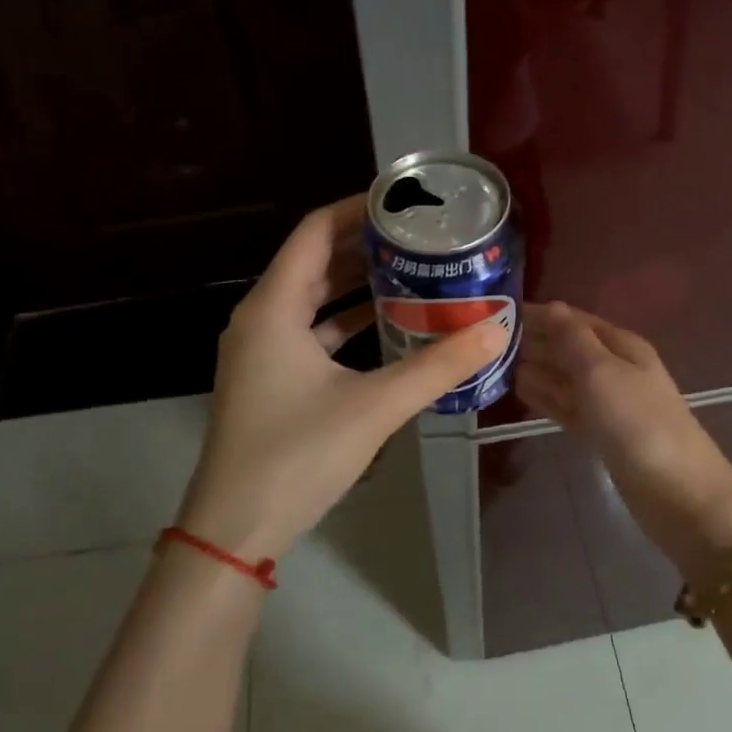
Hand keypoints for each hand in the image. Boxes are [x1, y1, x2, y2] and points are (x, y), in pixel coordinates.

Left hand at [178, 195, 506, 561]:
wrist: (235, 529)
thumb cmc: (296, 456)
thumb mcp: (374, 407)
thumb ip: (437, 366)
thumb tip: (496, 329)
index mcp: (273, 308)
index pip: (315, 231)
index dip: (357, 209)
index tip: (403, 202)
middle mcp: (261, 318)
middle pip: (314, 260)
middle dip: (364, 244)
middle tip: (418, 235)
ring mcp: (262, 350)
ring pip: (311, 297)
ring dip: (355, 281)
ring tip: (410, 269)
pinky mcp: (270, 378)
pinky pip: (310, 330)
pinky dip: (345, 320)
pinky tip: (385, 322)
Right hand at [515, 302, 731, 582]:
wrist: (677, 492)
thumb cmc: (638, 423)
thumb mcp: (602, 372)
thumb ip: (573, 340)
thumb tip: (552, 307)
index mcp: (620, 345)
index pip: (573, 320)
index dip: (539, 315)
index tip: (496, 312)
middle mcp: (613, 368)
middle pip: (567, 347)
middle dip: (533, 341)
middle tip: (484, 340)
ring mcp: (607, 403)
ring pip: (563, 377)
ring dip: (534, 368)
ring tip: (493, 363)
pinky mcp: (600, 433)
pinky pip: (566, 405)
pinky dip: (544, 396)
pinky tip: (518, 391)